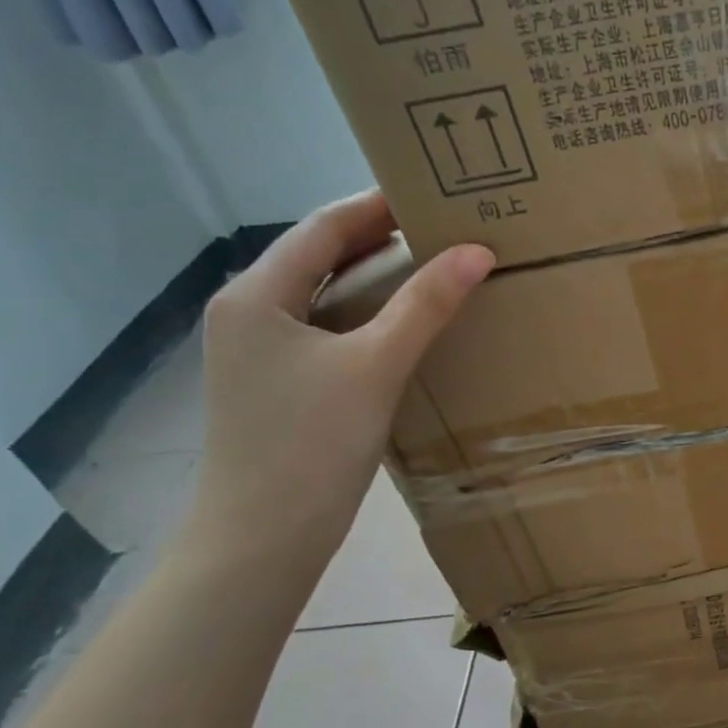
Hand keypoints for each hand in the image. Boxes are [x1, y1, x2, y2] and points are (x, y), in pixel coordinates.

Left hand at [189, 191, 493, 565]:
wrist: (262, 536)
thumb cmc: (311, 443)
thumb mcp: (376, 365)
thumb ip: (426, 304)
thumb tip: (478, 251)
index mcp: (257, 294)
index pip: (324, 226)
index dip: (379, 204)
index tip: (435, 190)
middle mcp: (249, 311)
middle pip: (321, 255)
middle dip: (381, 236)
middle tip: (445, 226)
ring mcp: (261, 349)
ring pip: (326, 292)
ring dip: (377, 275)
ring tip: (436, 264)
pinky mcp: (279, 381)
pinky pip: (329, 327)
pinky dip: (369, 313)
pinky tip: (407, 322)